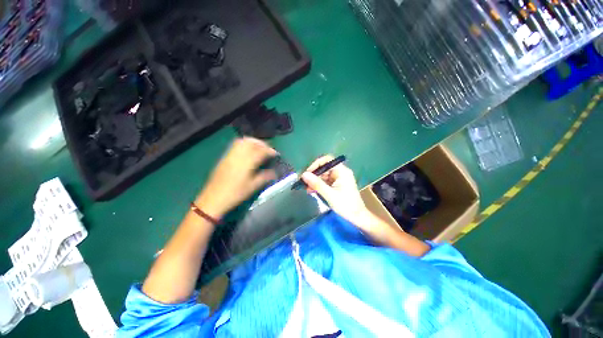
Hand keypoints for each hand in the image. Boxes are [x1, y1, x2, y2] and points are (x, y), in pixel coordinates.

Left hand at [195, 137, 276, 218]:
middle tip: (267, 150)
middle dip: (262, 144)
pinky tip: (247, 152)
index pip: (261, 151)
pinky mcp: (225, 157)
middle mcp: (239, 155)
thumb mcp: (253, 187)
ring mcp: (230, 155)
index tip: (276, 154)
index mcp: (247, 163)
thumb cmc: (235, 193)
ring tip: (258, 149)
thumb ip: (264, 177)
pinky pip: (236, 145)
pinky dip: (244, 144)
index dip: (270, 151)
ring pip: (242, 141)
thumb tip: (274, 172)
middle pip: (252, 142)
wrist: (214, 198)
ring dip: (253, 142)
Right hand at [301, 155, 372, 228]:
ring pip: (323, 176)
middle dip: (314, 175)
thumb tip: (304, 175)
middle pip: (324, 168)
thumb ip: (317, 184)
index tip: (307, 172)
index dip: (316, 164)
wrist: (357, 217)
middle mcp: (340, 173)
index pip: (327, 160)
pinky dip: (318, 186)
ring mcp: (338, 179)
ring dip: (315, 181)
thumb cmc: (346, 205)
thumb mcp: (329, 194)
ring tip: (306, 188)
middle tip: (304, 182)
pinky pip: (325, 182)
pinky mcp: (336, 185)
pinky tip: (311, 191)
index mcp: (342, 171)